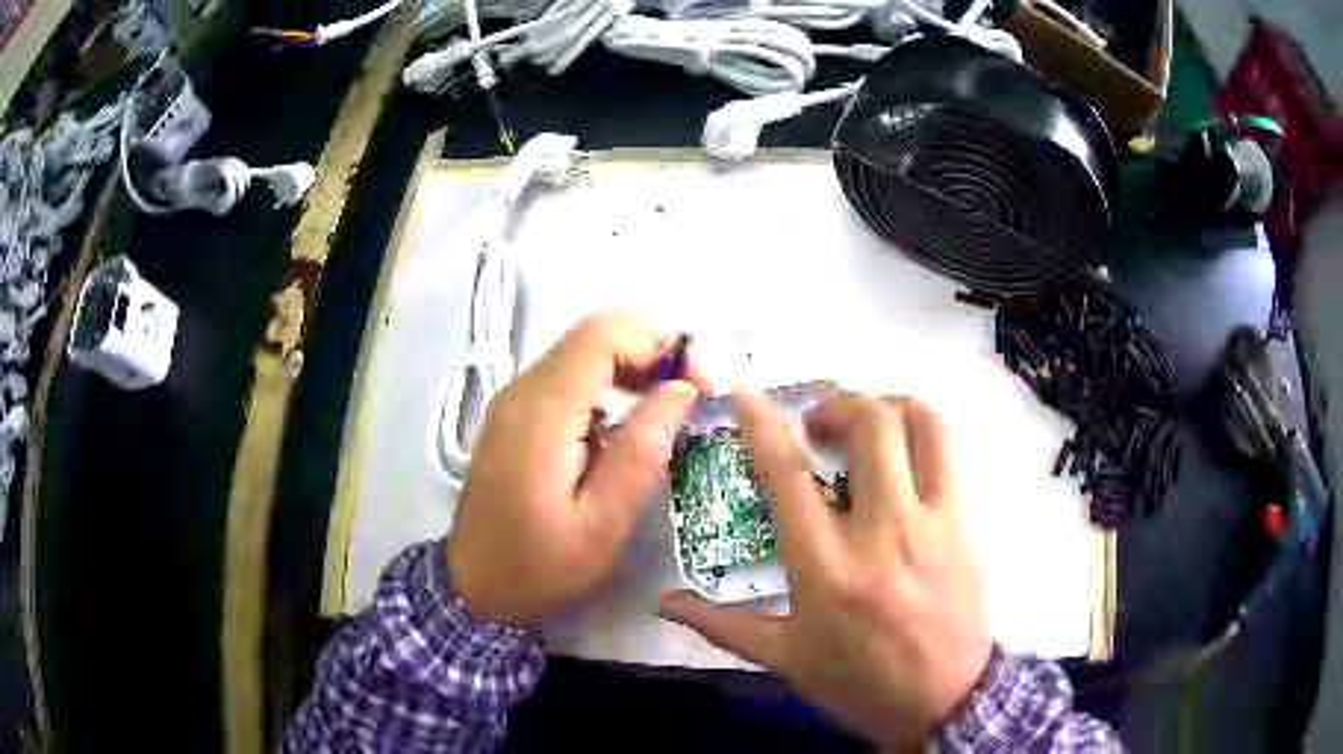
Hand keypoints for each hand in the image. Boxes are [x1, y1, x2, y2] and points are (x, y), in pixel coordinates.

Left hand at [448, 313, 704, 627]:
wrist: (474, 585)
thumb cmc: (539, 566)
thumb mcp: (603, 525)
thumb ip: (642, 452)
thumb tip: (680, 390)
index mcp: (542, 413)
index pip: (602, 336)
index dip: (657, 344)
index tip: (695, 383)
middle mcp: (522, 391)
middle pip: (592, 336)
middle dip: (649, 352)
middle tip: (688, 394)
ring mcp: (513, 401)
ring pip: (580, 353)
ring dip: (629, 368)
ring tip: (664, 409)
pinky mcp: (513, 415)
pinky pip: (565, 378)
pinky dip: (604, 385)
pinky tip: (624, 425)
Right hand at [659, 392, 991, 745]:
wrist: (943, 701)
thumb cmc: (858, 683)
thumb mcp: (785, 659)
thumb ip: (721, 625)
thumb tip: (664, 602)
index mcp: (827, 568)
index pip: (788, 476)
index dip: (763, 425)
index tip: (746, 394)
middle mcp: (883, 531)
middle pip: (871, 425)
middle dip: (838, 403)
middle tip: (817, 423)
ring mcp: (932, 523)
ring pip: (922, 425)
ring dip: (889, 405)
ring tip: (868, 423)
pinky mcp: (963, 525)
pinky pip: (946, 456)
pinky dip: (918, 437)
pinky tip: (901, 461)